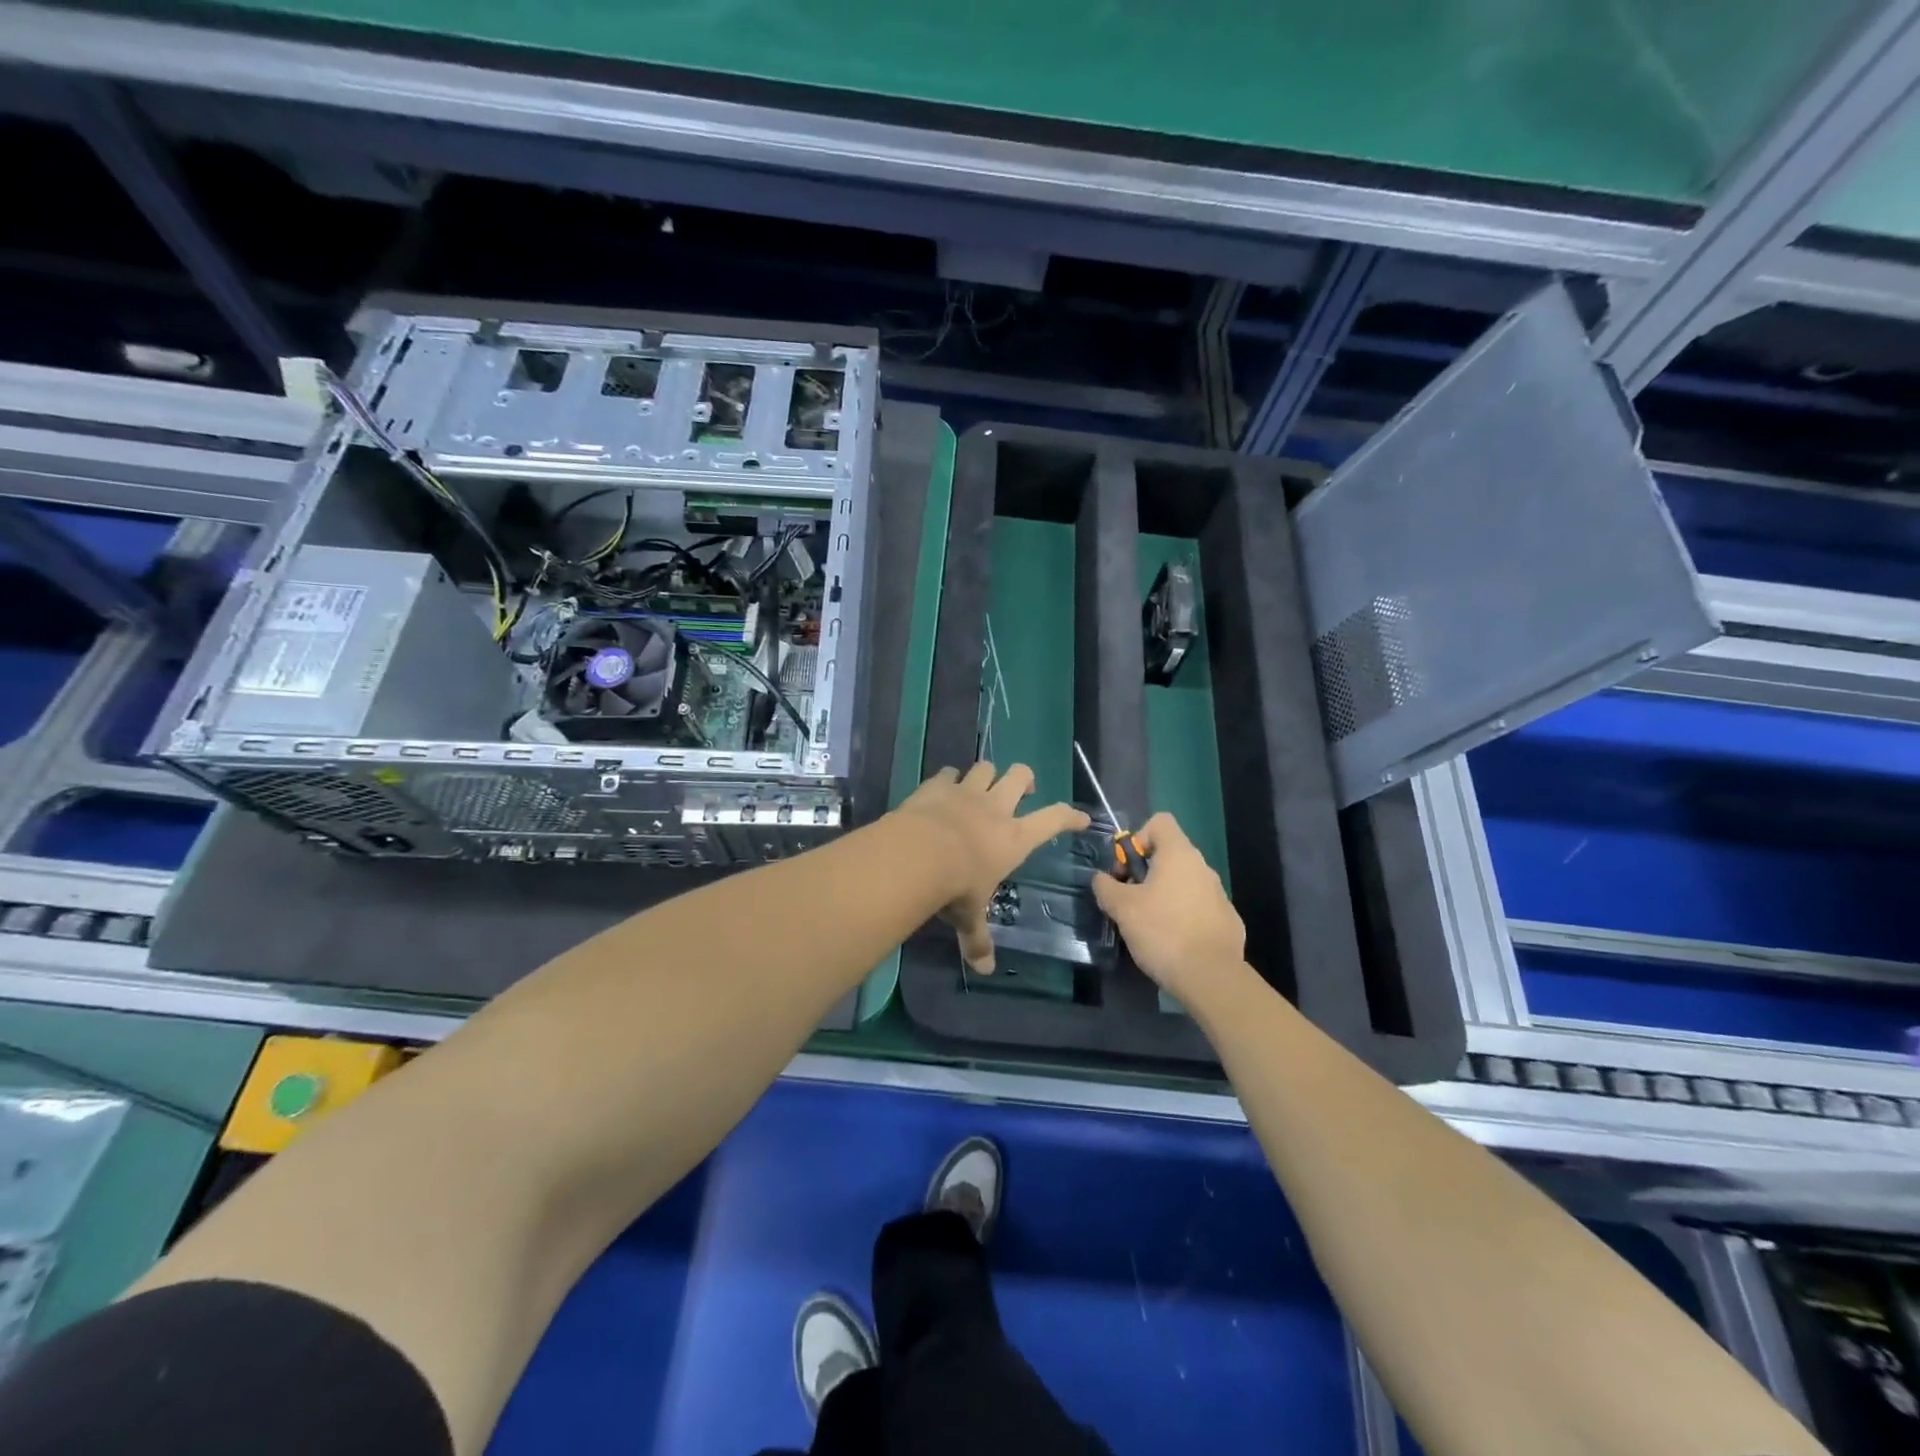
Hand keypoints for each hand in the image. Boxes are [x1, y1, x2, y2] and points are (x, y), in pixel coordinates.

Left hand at [896, 762, 1089, 971]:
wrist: (916, 854)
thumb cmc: (955, 887)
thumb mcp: (969, 916)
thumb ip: (978, 939)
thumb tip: (984, 970)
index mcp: (1014, 838)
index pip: (1054, 820)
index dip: (1070, 816)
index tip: (1080, 817)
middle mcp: (995, 808)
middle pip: (1020, 776)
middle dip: (1025, 779)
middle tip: (1023, 791)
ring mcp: (966, 792)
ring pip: (986, 767)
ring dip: (987, 775)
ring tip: (981, 786)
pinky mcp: (938, 786)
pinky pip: (948, 773)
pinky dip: (948, 779)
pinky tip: (943, 788)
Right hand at [1091, 813, 1245, 1002]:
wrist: (1211, 977)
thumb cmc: (1162, 931)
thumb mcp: (1122, 908)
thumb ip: (1106, 886)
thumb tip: (1101, 879)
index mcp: (1179, 854)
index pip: (1160, 822)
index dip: (1138, 837)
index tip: (1128, 868)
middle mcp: (1203, 867)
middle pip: (1170, 854)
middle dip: (1146, 872)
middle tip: (1130, 901)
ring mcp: (1219, 894)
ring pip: (1184, 882)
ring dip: (1164, 894)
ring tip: (1148, 925)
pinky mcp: (1227, 920)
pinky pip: (1198, 907)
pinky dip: (1183, 916)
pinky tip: (1173, 942)